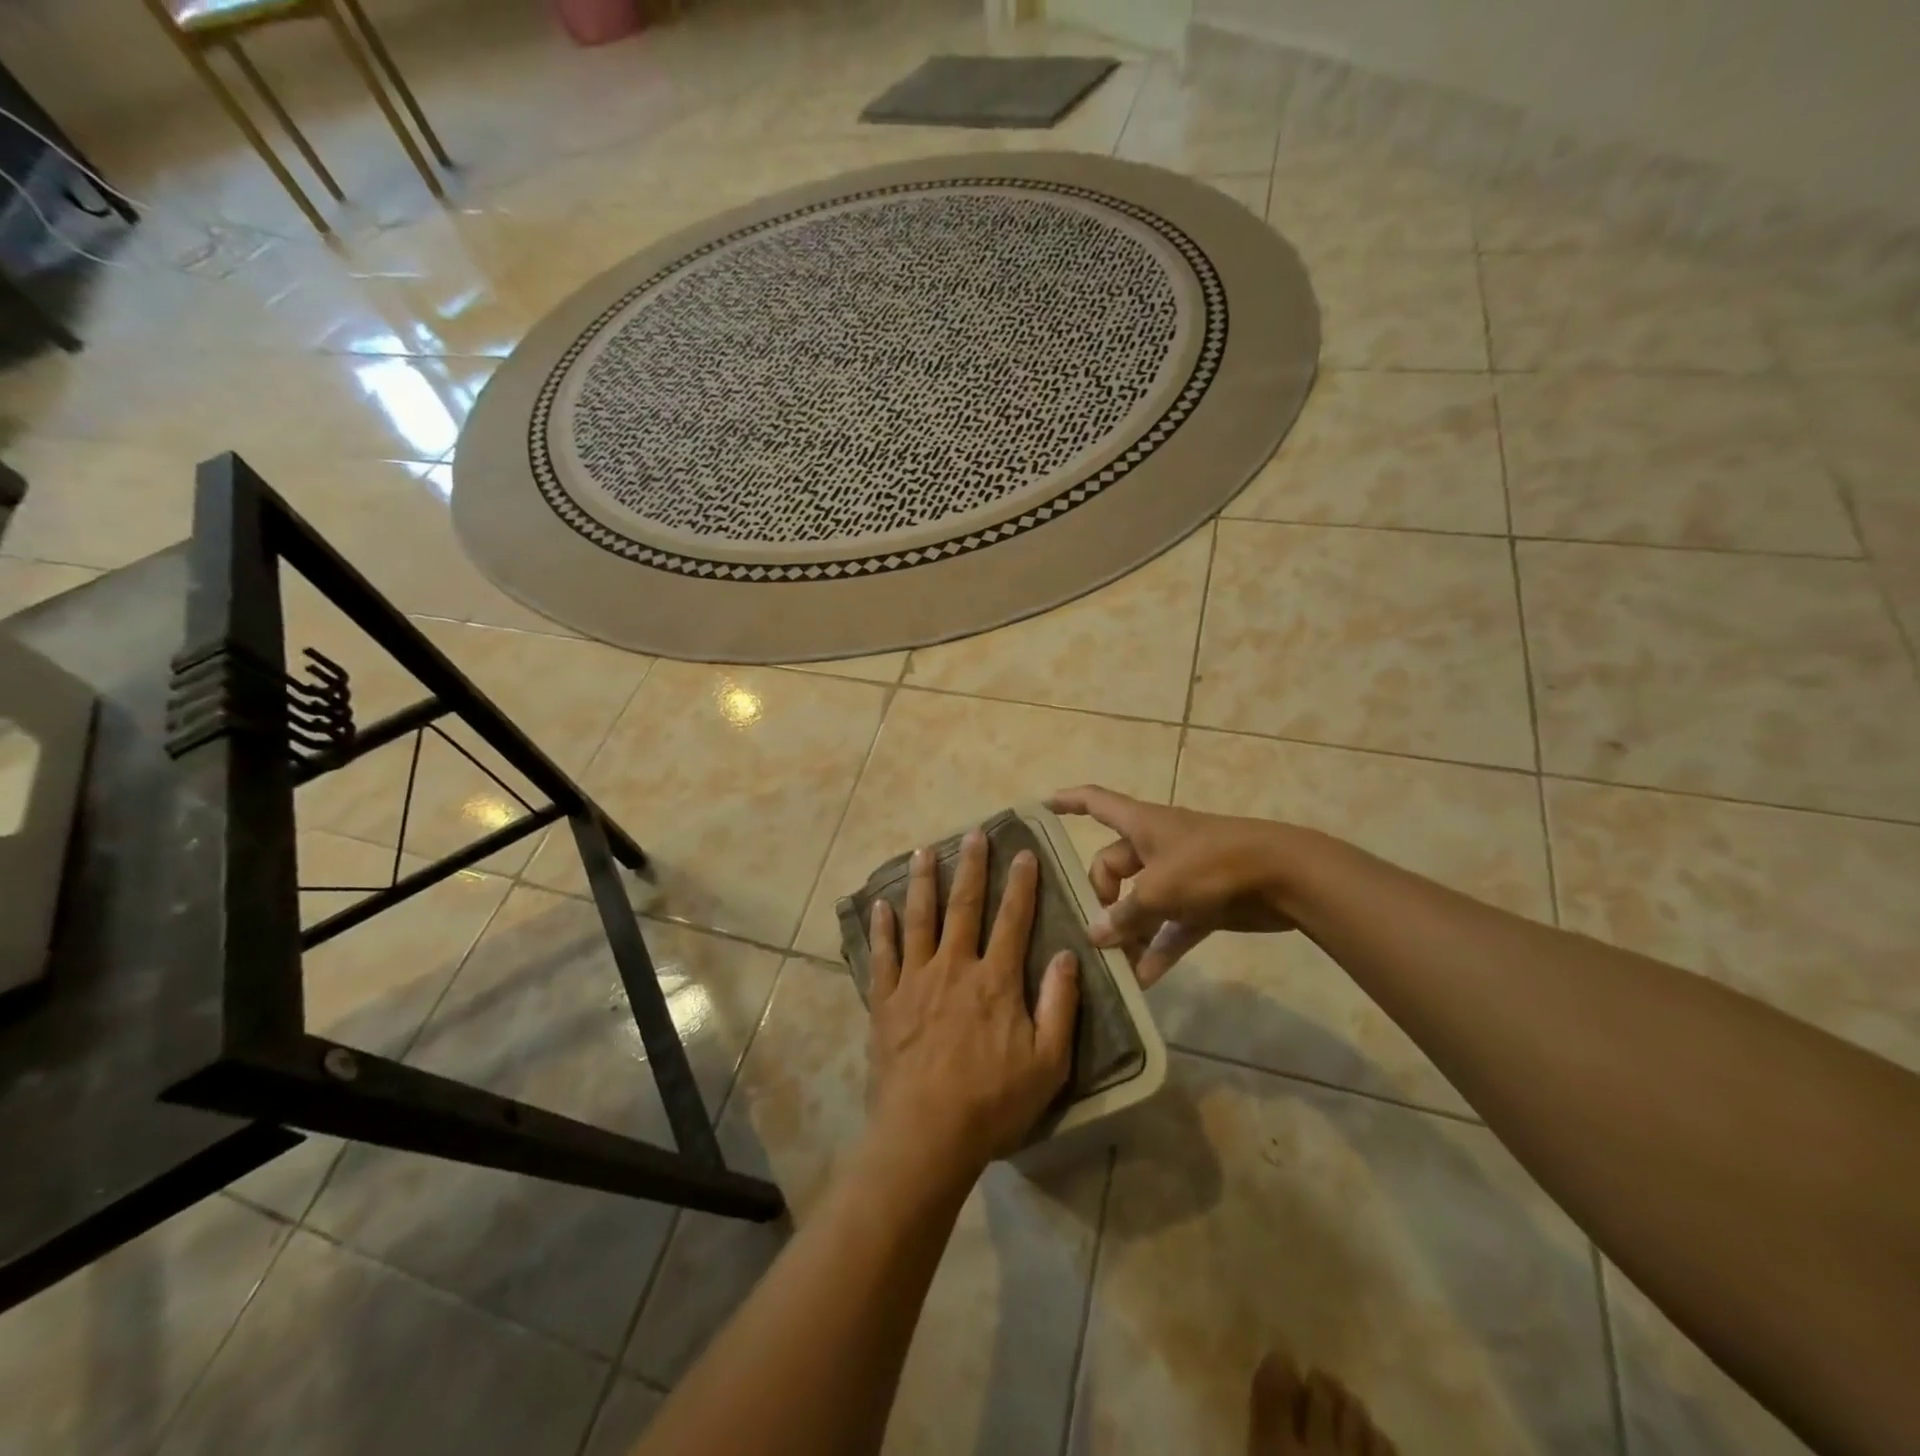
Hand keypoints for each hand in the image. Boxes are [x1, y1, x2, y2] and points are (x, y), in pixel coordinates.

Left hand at [865, 828, 1080, 1180]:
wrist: (925, 1136)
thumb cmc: (992, 1103)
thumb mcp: (1047, 1063)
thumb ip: (1059, 1005)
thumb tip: (1068, 954)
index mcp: (995, 981)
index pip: (1013, 920)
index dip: (1021, 884)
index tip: (1024, 852)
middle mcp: (954, 968)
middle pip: (964, 907)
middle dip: (971, 867)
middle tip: (973, 833)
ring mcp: (914, 982)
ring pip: (919, 920)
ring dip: (922, 883)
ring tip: (923, 852)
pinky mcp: (885, 1001)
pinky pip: (882, 956)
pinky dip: (882, 929)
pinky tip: (880, 905)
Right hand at [1046, 785, 1297, 985]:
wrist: (1285, 876)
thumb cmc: (1213, 865)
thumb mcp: (1160, 889)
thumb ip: (1125, 914)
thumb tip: (1095, 934)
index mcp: (1142, 825)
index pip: (1095, 802)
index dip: (1067, 801)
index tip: (1041, 806)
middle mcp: (1157, 846)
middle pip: (1113, 866)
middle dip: (1100, 899)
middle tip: (1092, 934)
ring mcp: (1182, 875)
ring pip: (1142, 902)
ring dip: (1128, 931)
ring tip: (1111, 965)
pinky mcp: (1204, 903)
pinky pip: (1171, 927)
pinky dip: (1158, 948)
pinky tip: (1144, 979)